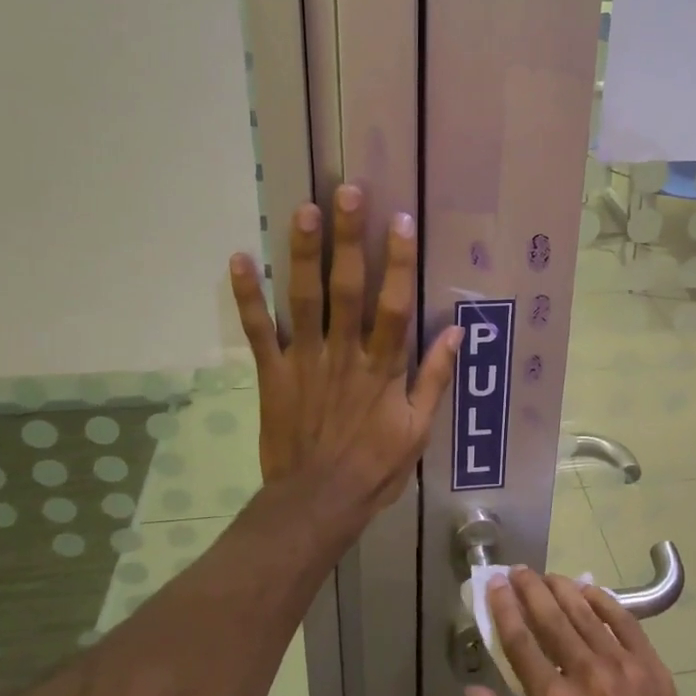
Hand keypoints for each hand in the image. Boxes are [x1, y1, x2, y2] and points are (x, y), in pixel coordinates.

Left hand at [228, 186, 460, 523]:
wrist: (317, 504)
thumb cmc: (375, 468)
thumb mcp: (419, 430)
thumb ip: (435, 378)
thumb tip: (457, 330)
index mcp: (382, 368)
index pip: (393, 306)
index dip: (398, 262)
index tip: (400, 220)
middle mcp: (343, 354)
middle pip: (346, 289)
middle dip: (348, 239)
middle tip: (346, 191)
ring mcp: (304, 362)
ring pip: (303, 300)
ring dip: (303, 254)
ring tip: (303, 210)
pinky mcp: (272, 374)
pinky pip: (258, 332)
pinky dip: (246, 297)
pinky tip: (239, 259)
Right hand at [466, 568, 695, 695]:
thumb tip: (472, 690)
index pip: (520, 641)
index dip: (504, 608)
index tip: (495, 585)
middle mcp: (585, 673)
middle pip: (550, 616)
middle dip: (529, 588)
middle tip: (517, 570)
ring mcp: (621, 665)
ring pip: (584, 611)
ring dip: (561, 588)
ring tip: (546, 575)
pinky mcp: (650, 664)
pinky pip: (623, 619)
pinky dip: (603, 599)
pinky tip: (588, 589)